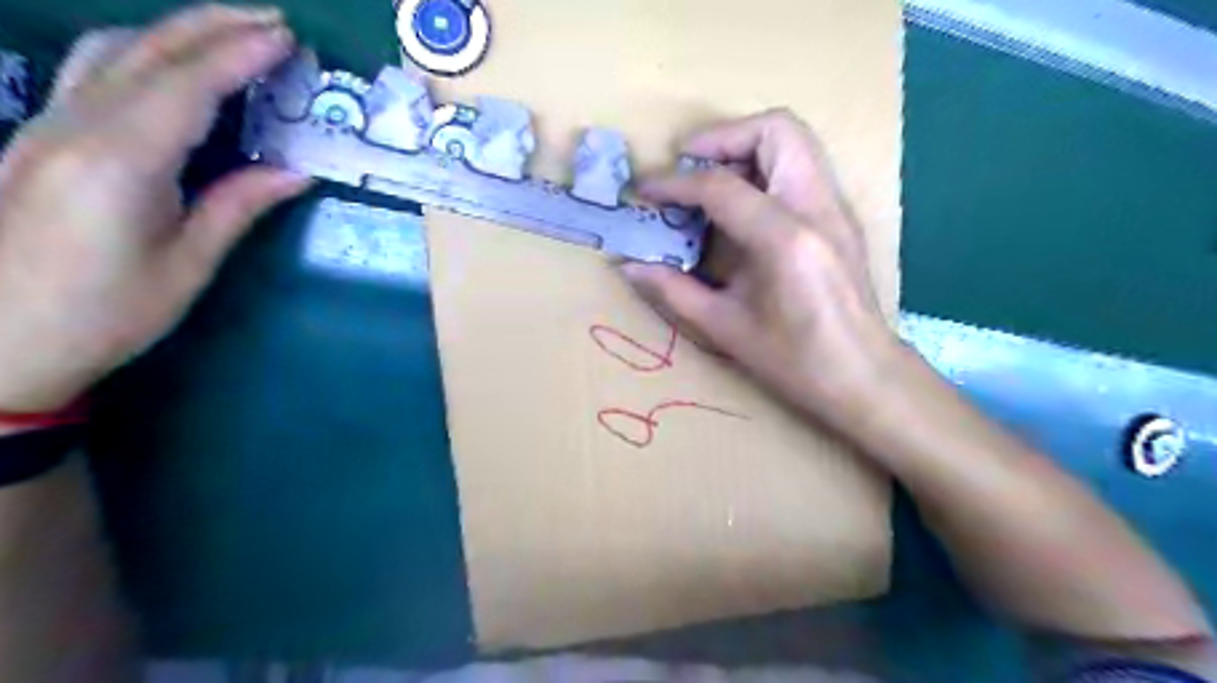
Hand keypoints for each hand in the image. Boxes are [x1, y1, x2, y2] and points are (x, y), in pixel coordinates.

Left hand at [0, 5, 309, 412]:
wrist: (0, 342)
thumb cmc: (107, 312)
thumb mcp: (188, 265)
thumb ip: (237, 206)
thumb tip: (295, 173)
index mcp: (120, 161)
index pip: (188, 86)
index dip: (239, 55)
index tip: (286, 37)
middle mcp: (76, 127)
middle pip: (145, 51)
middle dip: (212, 25)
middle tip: (272, 19)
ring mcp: (48, 126)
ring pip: (111, 52)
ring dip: (176, 32)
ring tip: (231, 32)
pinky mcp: (41, 137)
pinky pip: (95, 74)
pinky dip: (144, 55)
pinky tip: (175, 66)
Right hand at [628, 110, 900, 431]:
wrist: (863, 376)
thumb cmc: (794, 362)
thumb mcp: (724, 328)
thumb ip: (672, 291)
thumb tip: (627, 266)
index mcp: (784, 240)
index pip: (721, 186)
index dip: (674, 183)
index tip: (644, 190)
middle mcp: (817, 208)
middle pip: (775, 129)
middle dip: (721, 138)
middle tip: (686, 166)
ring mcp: (836, 207)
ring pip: (793, 139)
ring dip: (745, 146)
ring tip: (708, 181)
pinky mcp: (840, 215)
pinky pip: (801, 165)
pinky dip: (764, 166)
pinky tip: (740, 205)